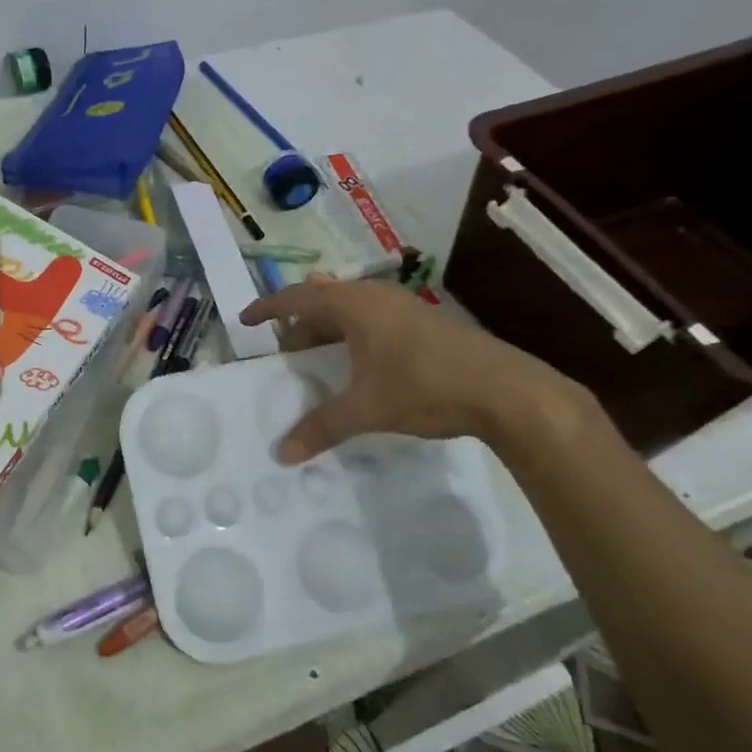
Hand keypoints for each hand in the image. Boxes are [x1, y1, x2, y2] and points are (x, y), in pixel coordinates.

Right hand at [239, 277, 583, 460]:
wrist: (507, 390)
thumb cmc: (426, 387)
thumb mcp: (366, 409)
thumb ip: (321, 427)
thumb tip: (282, 454)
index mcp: (355, 305)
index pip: (297, 299)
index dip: (267, 309)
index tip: (245, 321)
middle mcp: (376, 297)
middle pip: (323, 301)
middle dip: (299, 325)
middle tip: (284, 354)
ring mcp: (404, 307)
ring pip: (351, 311)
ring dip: (328, 332)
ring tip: (316, 360)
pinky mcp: (424, 324)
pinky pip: (372, 321)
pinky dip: (352, 338)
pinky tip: (358, 366)